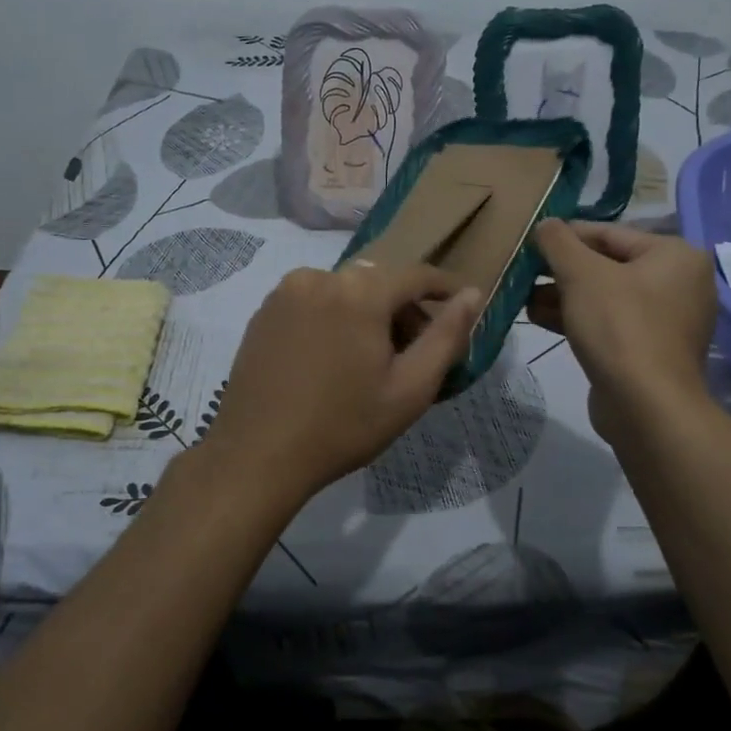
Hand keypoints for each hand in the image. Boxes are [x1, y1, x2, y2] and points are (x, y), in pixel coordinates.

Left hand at [199, 264, 480, 511]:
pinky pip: (314, 301)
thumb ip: (446, 336)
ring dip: (368, 314)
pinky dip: (334, 318)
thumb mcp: (410, 388)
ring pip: (345, 291)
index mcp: (360, 291)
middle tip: (415, 353)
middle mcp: (321, 276)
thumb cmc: (343, 425)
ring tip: (372, 361)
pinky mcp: (264, 310)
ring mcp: (286, 291)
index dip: (445, 290)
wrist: (257, 455)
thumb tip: (473, 294)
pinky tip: (333, 359)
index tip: (463, 308)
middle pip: (379, 283)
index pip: (417, 275)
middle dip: (404, 310)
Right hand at [529, 220, 717, 442]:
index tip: (530, 241)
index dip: (566, 235)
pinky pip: (609, 323)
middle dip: (562, 269)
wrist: (645, 406)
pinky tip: (538, 317)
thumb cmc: (618, 326)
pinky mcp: (649, 351)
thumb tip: (546, 224)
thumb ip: (559, 242)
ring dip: (563, 295)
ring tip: (523, 296)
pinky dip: (577, 318)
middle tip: (523, 271)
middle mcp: (678, 283)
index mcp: (675, 255)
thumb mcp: (581, 274)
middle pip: (608, 265)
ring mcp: (666, 321)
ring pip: (605, 297)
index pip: (610, 233)